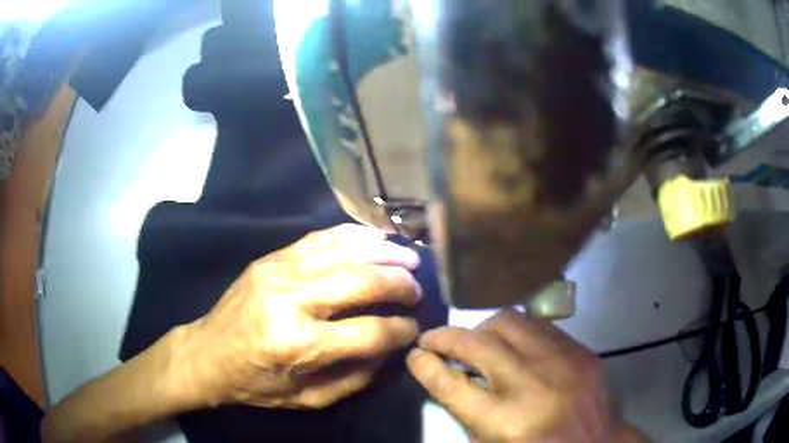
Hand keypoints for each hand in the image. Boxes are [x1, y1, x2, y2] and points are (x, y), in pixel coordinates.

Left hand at [173, 224, 422, 408]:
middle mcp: (291, 301)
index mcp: (299, 345)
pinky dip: (354, 236)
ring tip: (409, 259)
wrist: (207, 353)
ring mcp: (279, 271)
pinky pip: (320, 238)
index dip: (401, 330)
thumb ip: (356, 376)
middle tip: (417, 290)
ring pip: (345, 251)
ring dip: (384, 253)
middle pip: (361, 281)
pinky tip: (375, 240)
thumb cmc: (256, 383)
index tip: (414, 328)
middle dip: (400, 284)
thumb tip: (391, 346)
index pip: (370, 332)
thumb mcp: (309, 398)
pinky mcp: (271, 257)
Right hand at [407, 309, 647, 442]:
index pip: (451, 385)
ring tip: (475, 341)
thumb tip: (443, 373)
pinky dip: (515, 331)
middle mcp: (533, 387)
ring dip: (481, 329)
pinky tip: (512, 343)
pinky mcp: (581, 351)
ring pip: (509, 322)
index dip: (425, 365)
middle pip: (478, 343)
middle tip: (434, 340)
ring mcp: (562, 364)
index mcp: (505, 423)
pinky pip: (537, 326)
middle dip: (446, 337)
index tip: (414, 354)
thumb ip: (466, 411)